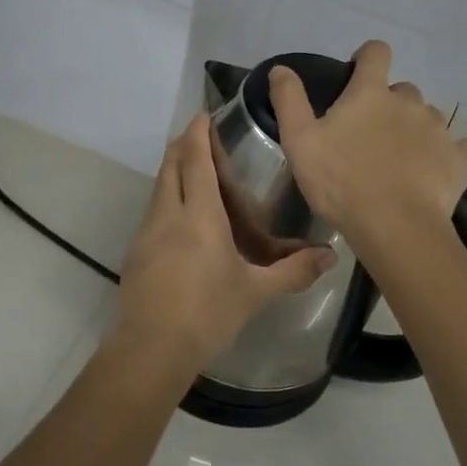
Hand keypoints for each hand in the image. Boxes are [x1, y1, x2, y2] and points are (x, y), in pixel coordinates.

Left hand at [113, 114, 337, 373]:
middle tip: (199, 136)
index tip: (203, 115)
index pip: (195, 161)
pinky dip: (166, 198)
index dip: (197, 134)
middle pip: (170, 166)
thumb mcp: (255, 293)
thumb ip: (293, 271)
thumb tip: (331, 256)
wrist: (151, 350)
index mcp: (199, 216)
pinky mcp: (136, 253)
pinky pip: (152, 212)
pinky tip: (180, 217)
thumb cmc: (207, 314)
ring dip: (172, 171)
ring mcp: (146, 233)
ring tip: (191, 170)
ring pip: (158, 188)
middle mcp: (168, 215)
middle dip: (182, 145)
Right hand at [268, 40, 466, 257]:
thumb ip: (289, 100)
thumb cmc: (341, 182)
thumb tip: (281, 68)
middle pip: (402, 89)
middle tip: (370, 135)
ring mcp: (439, 130)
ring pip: (428, 117)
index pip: (376, 52)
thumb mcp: (299, 141)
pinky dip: (447, 152)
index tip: (356, 76)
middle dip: (388, 104)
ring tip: (399, 159)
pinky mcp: (459, 159)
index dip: (367, 57)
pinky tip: (435, 169)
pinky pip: (459, 146)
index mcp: (371, 93)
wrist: (395, 228)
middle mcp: (410, 102)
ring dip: (414, 128)